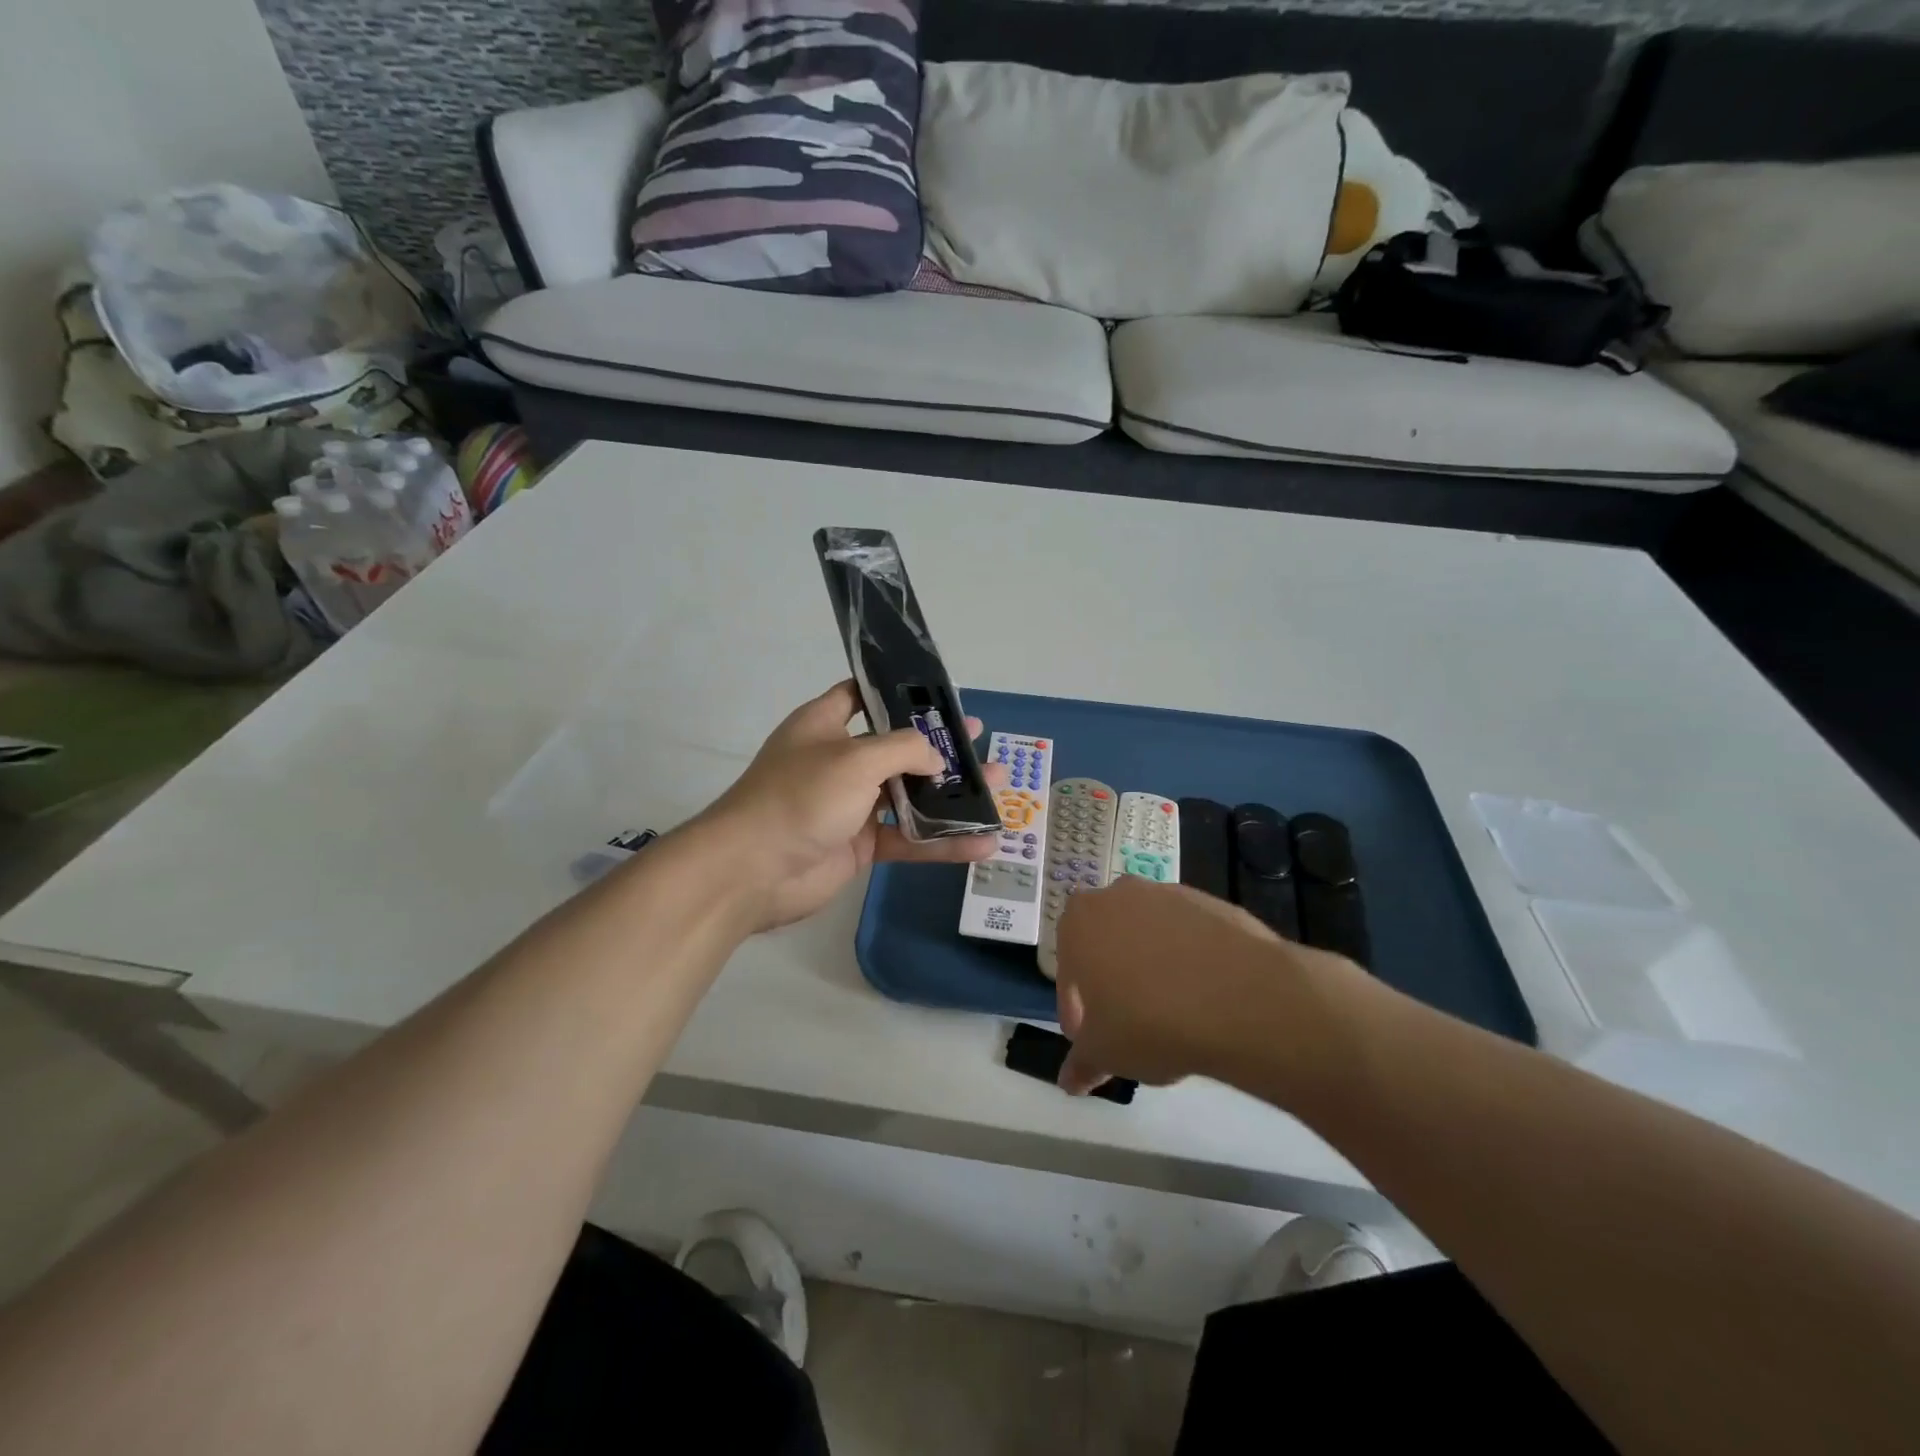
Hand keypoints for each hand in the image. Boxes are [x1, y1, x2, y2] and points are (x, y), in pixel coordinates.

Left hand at [699, 680, 1008, 931]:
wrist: (753, 871)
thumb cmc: (801, 797)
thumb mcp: (856, 758)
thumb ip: (904, 750)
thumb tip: (936, 759)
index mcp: (825, 725)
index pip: (862, 696)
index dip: (897, 693)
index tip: (936, 694)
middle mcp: (839, 761)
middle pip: (897, 747)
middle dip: (939, 745)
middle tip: (978, 739)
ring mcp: (850, 805)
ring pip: (909, 795)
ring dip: (951, 795)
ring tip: (999, 787)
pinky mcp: (860, 845)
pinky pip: (908, 838)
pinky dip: (941, 842)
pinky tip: (982, 844)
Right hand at [1054, 877, 1356, 1095]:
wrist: (1240, 997)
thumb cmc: (1150, 1021)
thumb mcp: (1105, 1053)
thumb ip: (1082, 1062)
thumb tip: (1069, 1081)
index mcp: (1079, 922)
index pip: (1068, 973)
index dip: (1077, 1011)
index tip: (1093, 1041)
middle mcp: (1117, 895)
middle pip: (1106, 944)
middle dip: (1112, 981)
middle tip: (1129, 1025)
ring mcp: (1166, 893)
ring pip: (1147, 936)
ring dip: (1151, 968)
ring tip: (1173, 1014)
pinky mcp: (1209, 901)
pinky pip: (1187, 935)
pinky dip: (1188, 960)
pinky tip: (1205, 997)